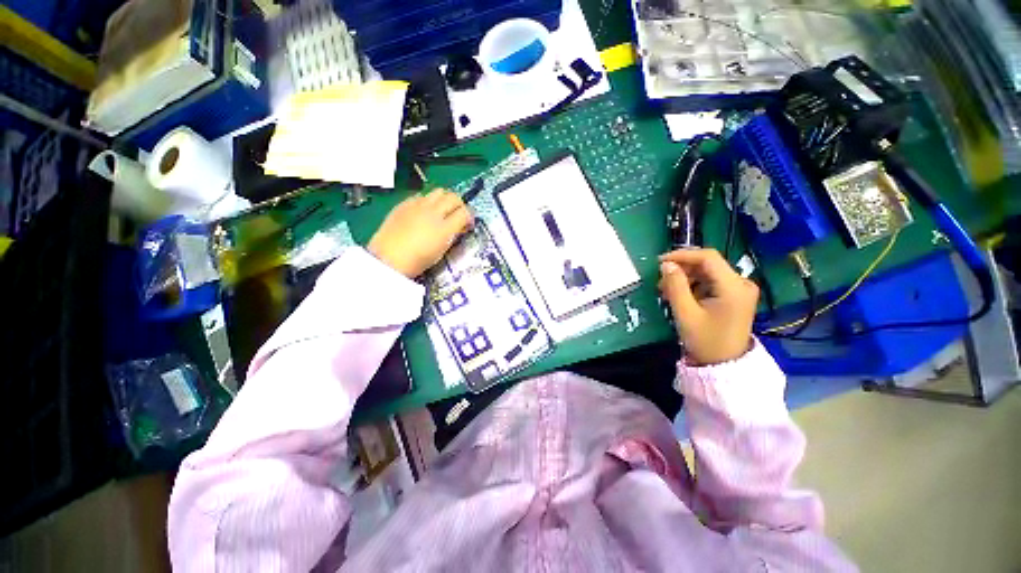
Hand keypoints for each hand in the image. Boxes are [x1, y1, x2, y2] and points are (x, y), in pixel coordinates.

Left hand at [368, 189, 472, 277]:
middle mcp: (433, 212)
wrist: (388, 258)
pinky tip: (424, 211)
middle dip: (460, 205)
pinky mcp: (405, 203)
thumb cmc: (417, 261)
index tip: (468, 224)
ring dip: (445, 199)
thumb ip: (452, 236)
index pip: (465, 213)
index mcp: (444, 228)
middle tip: (458, 214)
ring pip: (439, 191)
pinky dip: (428, 200)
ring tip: (442, 210)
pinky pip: (422, 195)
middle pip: (454, 197)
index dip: (470, 217)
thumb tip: (459, 227)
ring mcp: (418, 205)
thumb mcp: (441, 251)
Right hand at [658, 248, 757, 365]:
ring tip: (667, 291)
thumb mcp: (685, 313)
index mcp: (733, 286)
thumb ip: (675, 285)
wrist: (724, 365)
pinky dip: (693, 285)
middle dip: (682, 269)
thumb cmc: (705, 340)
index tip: (660, 262)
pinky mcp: (735, 296)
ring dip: (685, 277)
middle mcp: (741, 283)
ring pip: (707, 272)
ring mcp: (740, 289)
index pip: (708, 257)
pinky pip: (711, 282)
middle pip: (708, 264)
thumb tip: (666, 265)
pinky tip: (680, 295)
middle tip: (661, 281)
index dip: (682, 255)